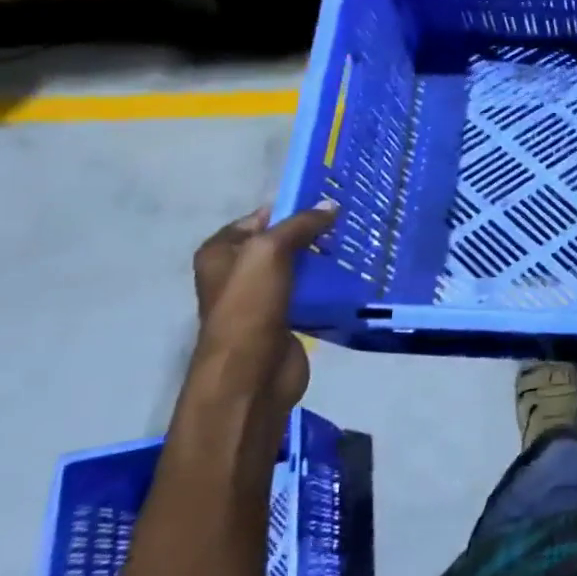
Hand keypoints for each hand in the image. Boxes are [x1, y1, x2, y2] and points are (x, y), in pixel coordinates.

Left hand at [187, 202, 337, 412]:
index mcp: (221, 252)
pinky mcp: (284, 319)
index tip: (329, 202)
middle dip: (312, 233)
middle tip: (348, 221)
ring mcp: (260, 298)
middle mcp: (236, 272)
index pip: (260, 218)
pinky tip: (351, 275)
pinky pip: (309, 292)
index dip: (291, 208)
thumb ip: (300, 225)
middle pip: (280, 242)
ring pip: (297, 268)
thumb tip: (331, 205)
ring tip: (356, 243)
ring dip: (322, 259)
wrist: (252, 372)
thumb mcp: (270, 251)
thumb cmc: (250, 305)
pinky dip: (327, 285)